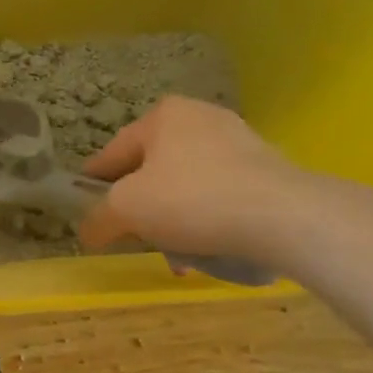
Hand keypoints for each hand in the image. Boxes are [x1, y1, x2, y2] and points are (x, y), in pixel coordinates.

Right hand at [77, 96, 307, 260]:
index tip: (87, 213)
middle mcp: (200, 118)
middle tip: (135, 238)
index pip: (112, 153)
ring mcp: (239, 142)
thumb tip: (87, 232)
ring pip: (186, 186)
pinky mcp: (268, 169)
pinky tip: (209, 250)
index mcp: (163, 115)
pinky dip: (208, 220)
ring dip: (174, 220)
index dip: (94, 185)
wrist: (285, 217)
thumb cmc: (192, 199)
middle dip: (142, 209)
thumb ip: (97, 219)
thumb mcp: (126, 210)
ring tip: (178, 256)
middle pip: (152, 171)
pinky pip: (221, 195)